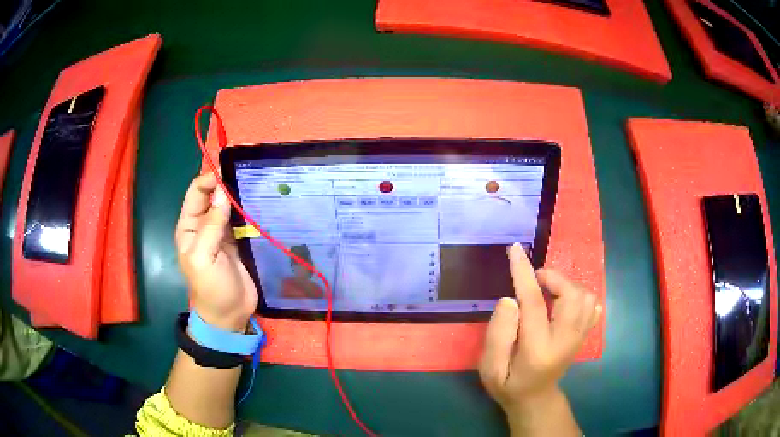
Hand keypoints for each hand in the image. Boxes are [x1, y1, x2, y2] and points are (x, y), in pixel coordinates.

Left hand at [175, 174, 257, 331]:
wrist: (230, 315)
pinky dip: (251, 211)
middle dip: (227, 185)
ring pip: (230, 205)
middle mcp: (204, 225)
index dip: (210, 180)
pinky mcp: (239, 241)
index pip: (197, 193)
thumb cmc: (211, 288)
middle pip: (214, 195)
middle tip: (249, 177)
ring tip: (259, 187)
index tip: (230, 175)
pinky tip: (262, 204)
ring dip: (241, 196)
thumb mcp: (205, 257)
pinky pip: (243, 219)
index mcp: (189, 227)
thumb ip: (212, 225)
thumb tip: (222, 191)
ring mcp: (223, 232)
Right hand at [479, 244, 600, 433]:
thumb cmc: (508, 384)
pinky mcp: (584, 335)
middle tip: (535, 280)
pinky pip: (591, 305)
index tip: (515, 250)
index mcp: (538, 349)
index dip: (524, 273)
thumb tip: (510, 298)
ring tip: (547, 291)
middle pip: (572, 296)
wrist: (535, 399)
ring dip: (565, 285)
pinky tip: (564, 301)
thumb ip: (497, 334)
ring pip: (585, 297)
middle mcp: (565, 340)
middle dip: (553, 278)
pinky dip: (579, 295)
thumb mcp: (489, 368)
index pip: (534, 303)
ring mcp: (579, 338)